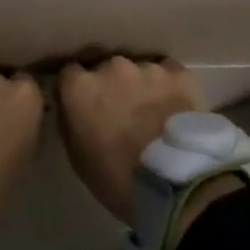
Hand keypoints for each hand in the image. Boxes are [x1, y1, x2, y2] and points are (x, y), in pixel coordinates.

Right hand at [58, 57, 204, 224]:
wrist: (173, 182)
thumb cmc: (116, 177)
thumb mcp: (77, 155)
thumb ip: (71, 121)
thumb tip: (73, 108)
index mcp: (80, 87)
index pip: (70, 73)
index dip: (77, 89)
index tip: (84, 104)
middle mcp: (111, 67)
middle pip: (106, 69)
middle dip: (111, 85)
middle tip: (121, 111)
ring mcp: (147, 67)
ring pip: (139, 70)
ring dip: (141, 86)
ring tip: (152, 113)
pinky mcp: (178, 73)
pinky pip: (170, 73)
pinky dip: (170, 86)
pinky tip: (175, 108)